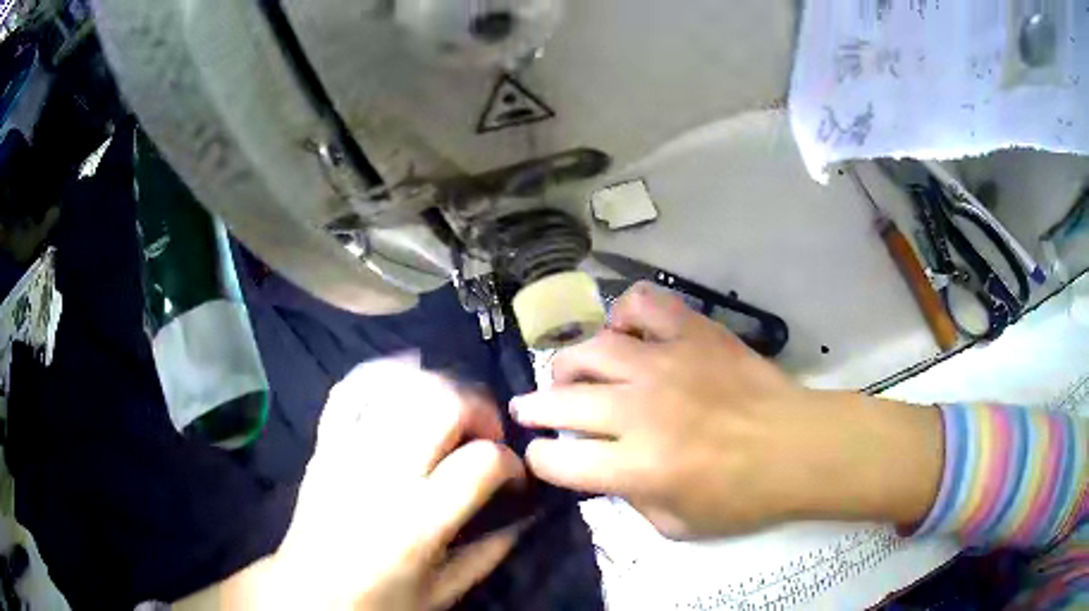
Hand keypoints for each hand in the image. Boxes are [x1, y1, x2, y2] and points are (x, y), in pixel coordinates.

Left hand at [183, 359, 526, 610]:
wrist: (307, 595)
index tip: (512, 479)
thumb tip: (526, 516)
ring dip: (440, 388)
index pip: (482, 462)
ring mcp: (347, 451)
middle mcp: (382, 474)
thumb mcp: (443, 592)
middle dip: (480, 410)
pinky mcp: (324, 444)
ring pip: (401, 385)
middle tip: (485, 436)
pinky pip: (350, 388)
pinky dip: (381, 371)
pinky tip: (406, 373)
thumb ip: (490, 553)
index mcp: (418, 521)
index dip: (512, 463)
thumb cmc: (378, 601)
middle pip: (443, 403)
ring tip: (452, 414)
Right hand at [512, 283, 941, 539]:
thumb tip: (604, 473)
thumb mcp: (677, 525)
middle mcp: (640, 410)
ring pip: (589, 349)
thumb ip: (630, 501)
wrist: (799, 446)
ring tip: (569, 374)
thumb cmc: (744, 496)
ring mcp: (666, 363)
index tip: (543, 456)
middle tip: (530, 410)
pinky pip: (643, 306)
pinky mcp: (692, 333)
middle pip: (561, 401)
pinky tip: (626, 333)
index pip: (559, 461)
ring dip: (568, 364)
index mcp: (637, 467)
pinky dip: (624, 315)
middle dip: (534, 409)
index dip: (540, 460)